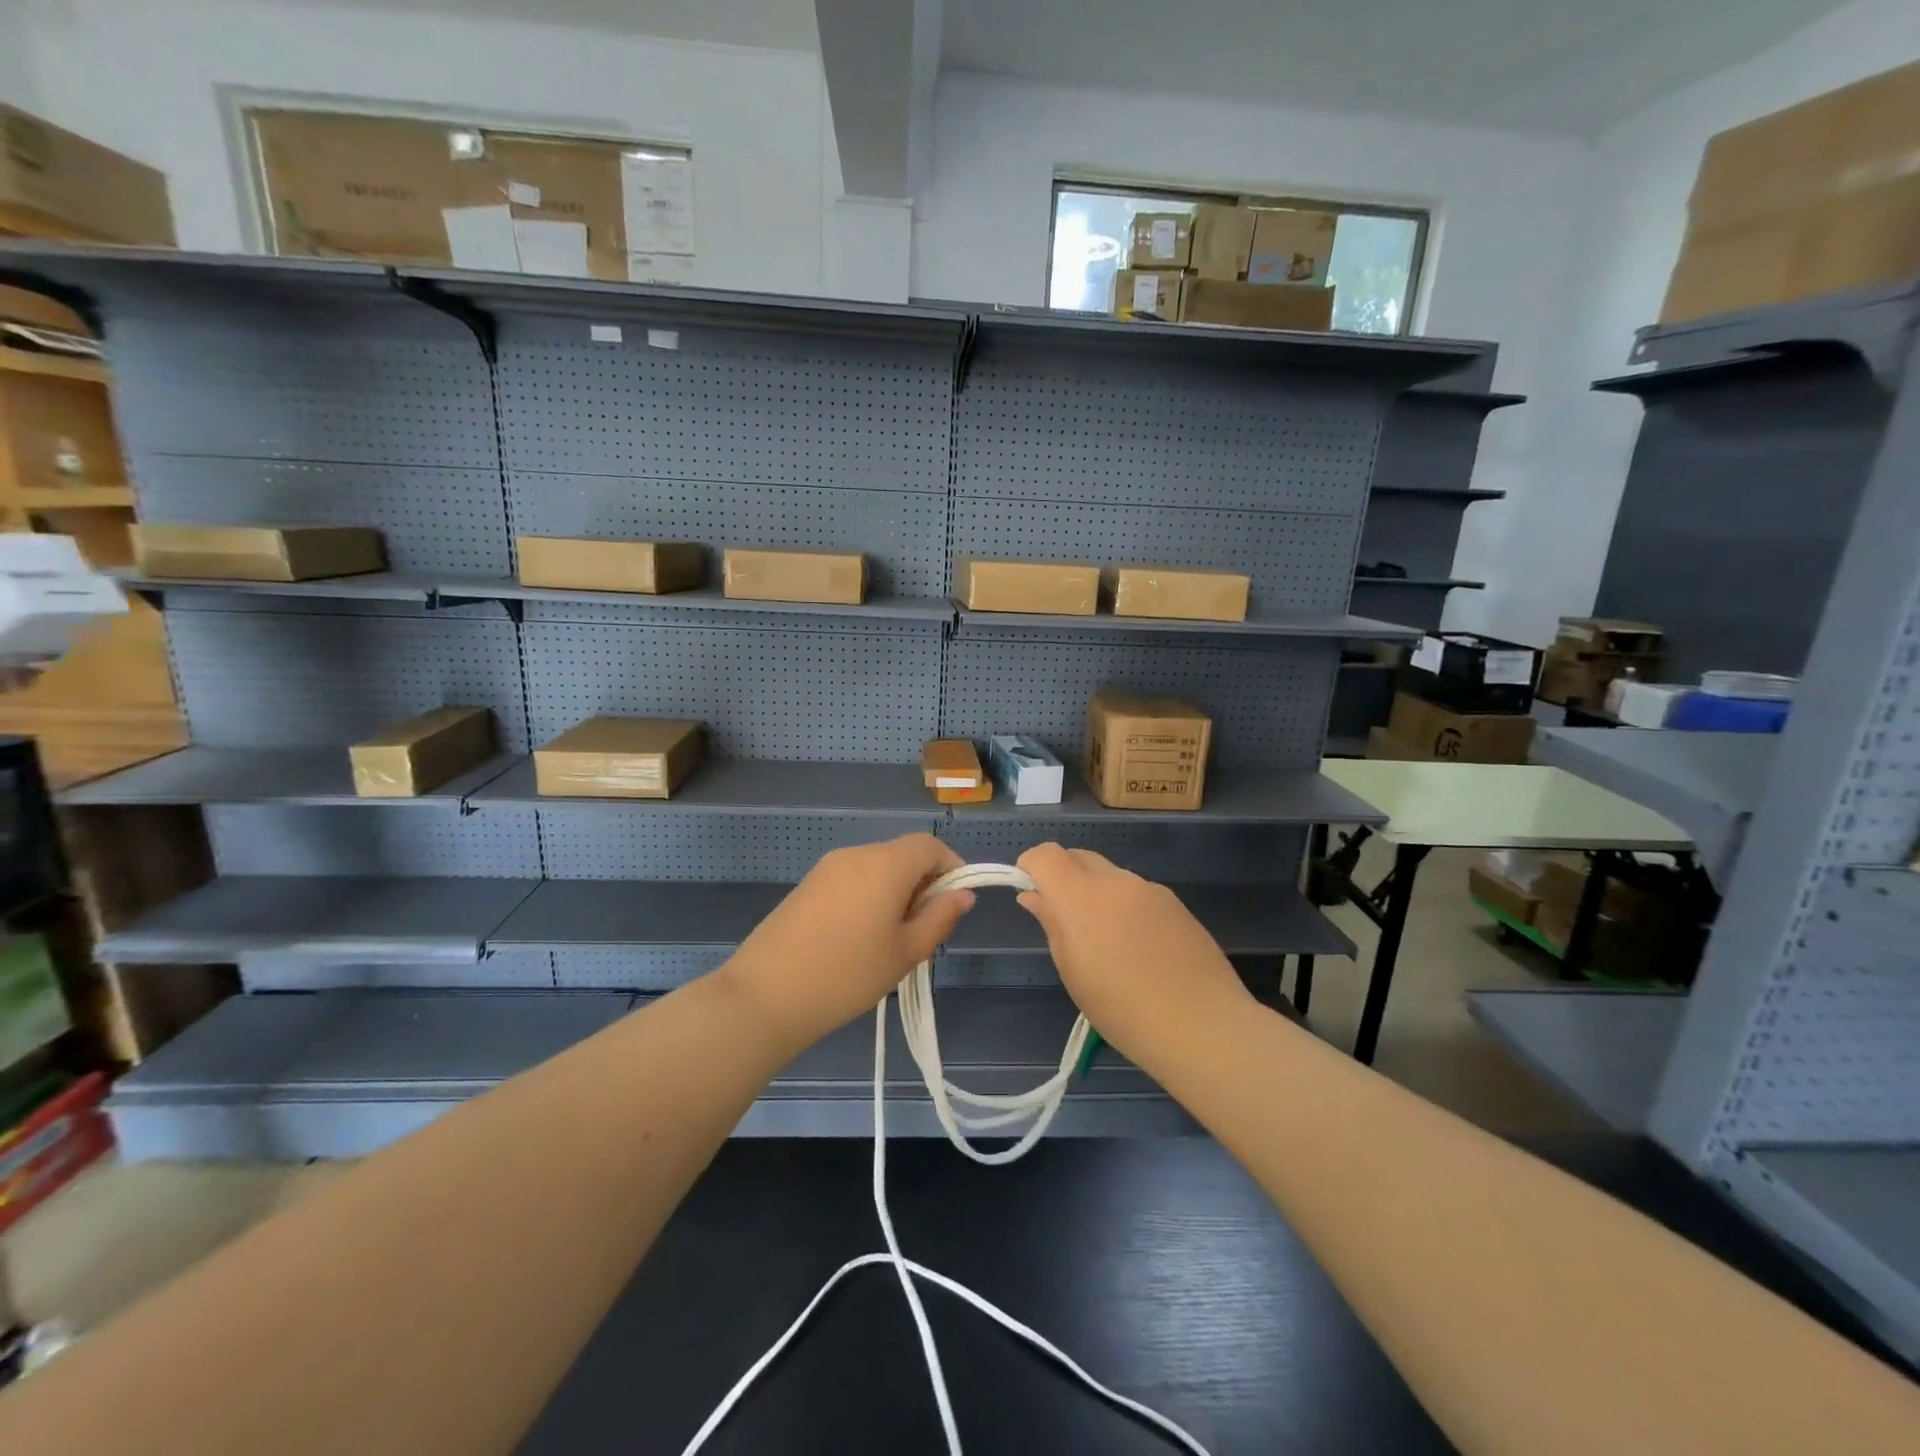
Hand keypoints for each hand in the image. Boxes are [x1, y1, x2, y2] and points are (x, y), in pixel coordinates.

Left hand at [722, 833, 973, 1046]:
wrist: (765, 995)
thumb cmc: (847, 974)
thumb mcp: (906, 952)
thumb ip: (940, 918)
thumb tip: (962, 894)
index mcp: (886, 863)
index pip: (930, 845)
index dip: (951, 867)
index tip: (954, 904)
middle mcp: (857, 854)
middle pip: (903, 854)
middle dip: (923, 883)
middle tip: (923, 930)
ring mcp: (828, 867)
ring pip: (877, 867)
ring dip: (895, 891)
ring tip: (890, 940)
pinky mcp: (807, 884)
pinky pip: (852, 878)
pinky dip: (868, 896)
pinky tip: (858, 938)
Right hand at [1016, 843, 1250, 1061]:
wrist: (1202, 1026)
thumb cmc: (1122, 1008)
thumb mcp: (1072, 971)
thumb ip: (1051, 923)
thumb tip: (1034, 895)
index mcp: (1081, 896)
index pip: (1046, 854)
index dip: (1031, 866)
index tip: (1029, 891)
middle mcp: (1116, 880)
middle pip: (1079, 857)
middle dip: (1062, 875)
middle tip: (1062, 918)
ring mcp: (1150, 889)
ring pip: (1110, 876)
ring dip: (1095, 893)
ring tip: (1105, 943)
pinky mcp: (1176, 903)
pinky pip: (1137, 893)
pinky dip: (1124, 907)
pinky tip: (1138, 949)